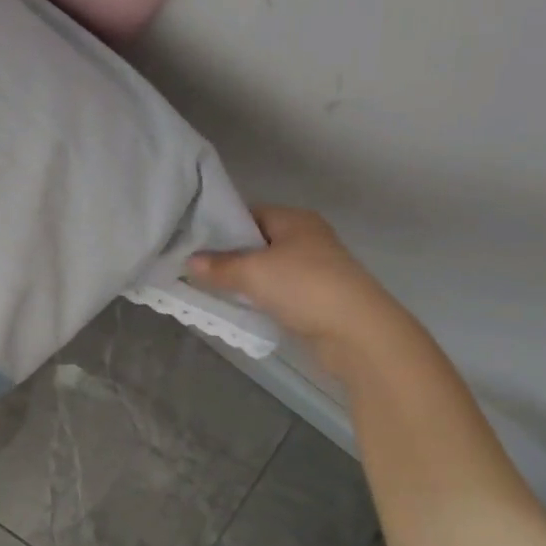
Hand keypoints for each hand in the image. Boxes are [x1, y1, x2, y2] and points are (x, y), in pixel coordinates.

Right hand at [189, 206, 396, 364]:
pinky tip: (241, 308)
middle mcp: (306, 239)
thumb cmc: (303, 286)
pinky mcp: (316, 298)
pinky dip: (260, 298)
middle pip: (258, 243)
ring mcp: (314, 270)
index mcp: (295, 220)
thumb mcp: (253, 272)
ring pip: (268, 270)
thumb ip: (219, 266)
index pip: (250, 214)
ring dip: (245, 281)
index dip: (221, 226)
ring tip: (212, 289)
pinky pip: (278, 292)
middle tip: (196, 269)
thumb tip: (190, 261)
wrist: (356, 331)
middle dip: (229, 256)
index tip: (193, 242)